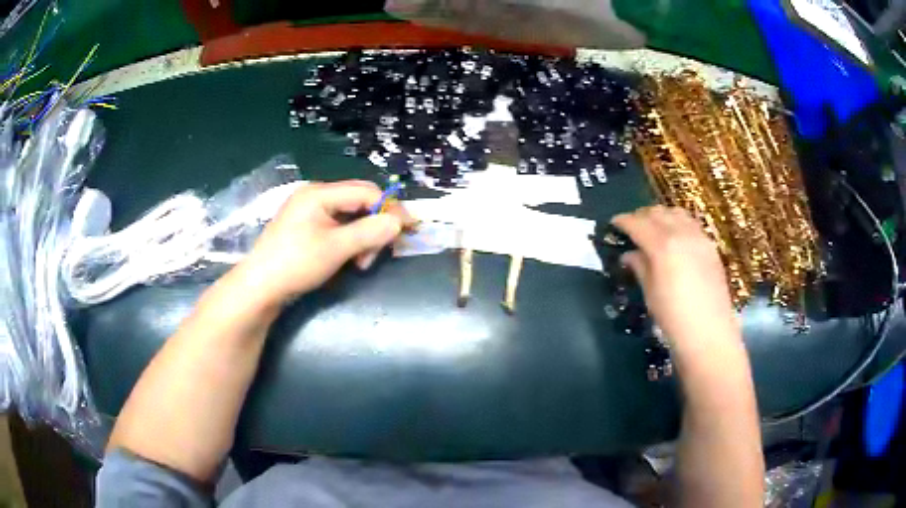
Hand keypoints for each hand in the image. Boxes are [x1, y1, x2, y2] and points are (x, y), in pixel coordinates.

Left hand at [237, 180, 410, 305]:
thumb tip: (399, 222)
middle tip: (377, 253)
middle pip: (358, 201)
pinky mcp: (304, 228)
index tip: (406, 229)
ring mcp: (308, 212)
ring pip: (348, 216)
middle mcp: (314, 196)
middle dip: (373, 226)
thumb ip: (370, 232)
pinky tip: (347, 260)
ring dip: (362, 237)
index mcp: (319, 193)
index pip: (366, 191)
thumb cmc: (296, 264)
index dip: (389, 208)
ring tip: (360, 263)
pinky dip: (347, 242)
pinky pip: (336, 227)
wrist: (259, 287)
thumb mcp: (336, 248)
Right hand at [611, 206, 739, 348]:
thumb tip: (629, 254)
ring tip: (654, 229)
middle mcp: (681, 233)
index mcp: (662, 246)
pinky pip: (691, 223)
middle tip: (632, 227)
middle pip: (657, 213)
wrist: (709, 333)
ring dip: (661, 216)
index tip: (614, 223)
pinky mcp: (711, 246)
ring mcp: (699, 237)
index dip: (623, 221)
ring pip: (676, 213)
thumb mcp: (650, 293)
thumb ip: (640, 267)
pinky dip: (678, 223)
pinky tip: (675, 238)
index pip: (637, 223)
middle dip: (641, 216)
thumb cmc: (673, 318)